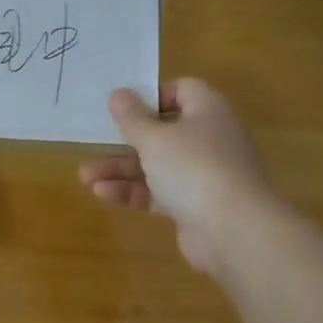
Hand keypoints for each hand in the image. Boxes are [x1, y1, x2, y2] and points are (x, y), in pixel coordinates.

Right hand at [78, 79, 268, 272]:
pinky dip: (134, 192)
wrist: (236, 232)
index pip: (183, 90)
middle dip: (125, 140)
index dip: (153, 95)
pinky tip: (103, 195)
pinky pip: (160, 193)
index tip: (125, 107)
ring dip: (121, 170)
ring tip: (86, 177)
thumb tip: (119, 93)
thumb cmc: (194, 168)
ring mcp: (204, 175)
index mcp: (207, 111)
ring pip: (157, 165)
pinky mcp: (196, 206)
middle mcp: (209, 139)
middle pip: (163, 131)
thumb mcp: (154, 138)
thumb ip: (132, 117)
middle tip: (95, 143)